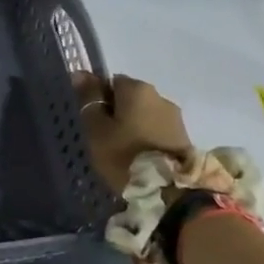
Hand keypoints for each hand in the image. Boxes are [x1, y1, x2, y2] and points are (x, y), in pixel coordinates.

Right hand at [73, 72, 196, 195]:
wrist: (167, 190)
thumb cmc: (123, 155)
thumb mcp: (96, 128)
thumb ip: (89, 99)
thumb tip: (80, 73)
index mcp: (137, 89)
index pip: (111, 82)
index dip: (99, 100)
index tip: (92, 122)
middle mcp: (159, 96)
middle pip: (130, 98)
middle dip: (117, 113)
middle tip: (104, 138)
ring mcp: (175, 117)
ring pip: (145, 115)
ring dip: (133, 126)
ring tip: (123, 151)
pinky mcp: (184, 137)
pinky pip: (157, 130)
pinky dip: (146, 138)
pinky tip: (139, 157)